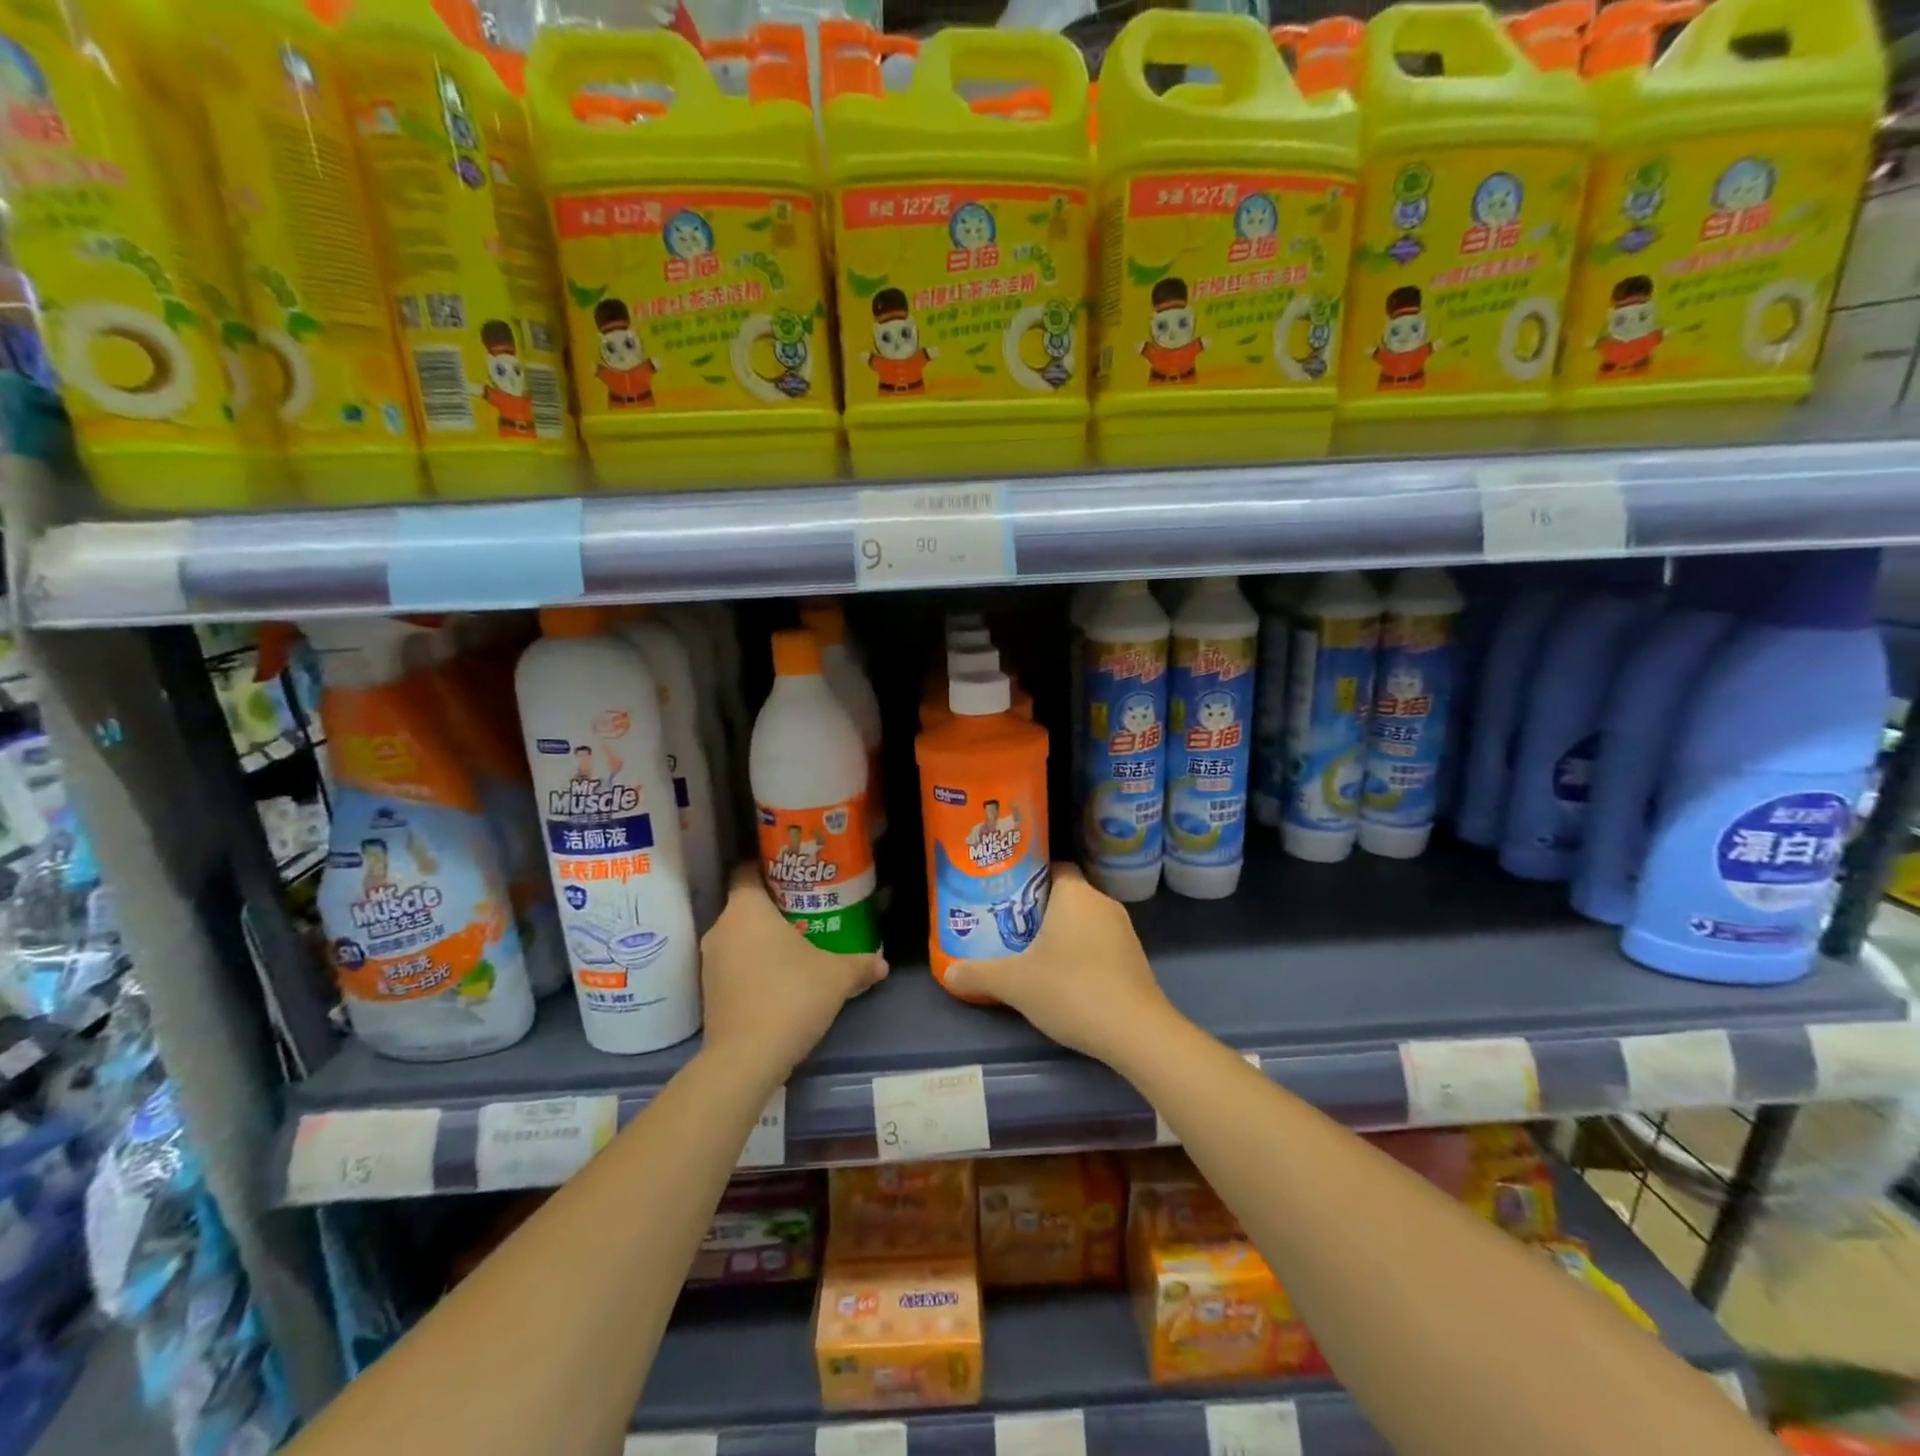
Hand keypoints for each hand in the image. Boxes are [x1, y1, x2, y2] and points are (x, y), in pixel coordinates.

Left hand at [700, 864, 887, 1079]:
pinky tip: (782, 978)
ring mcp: (710, 962)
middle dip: (775, 907)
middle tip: (808, 910)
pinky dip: (754, 965)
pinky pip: (735, 964)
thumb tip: (882, 963)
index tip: (797, 874)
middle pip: (746, 905)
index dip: (770, 868)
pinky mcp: (709, 992)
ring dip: (764, 939)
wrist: (745, 1059)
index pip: (748, 870)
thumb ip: (861, 963)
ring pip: (739, 937)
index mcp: (746, 908)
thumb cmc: (791, 996)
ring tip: (799, 944)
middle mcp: (721, 928)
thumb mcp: (837, 976)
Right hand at [943, 863, 1175, 1063]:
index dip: (1030, 876)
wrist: (1135, 1032)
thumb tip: (948, 971)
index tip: (1007, 894)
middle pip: (1067, 894)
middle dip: (1040, 909)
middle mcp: (1102, 903)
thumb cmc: (1071, 990)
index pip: (1054, 866)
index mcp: (1075, 894)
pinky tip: (1064, 978)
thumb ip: (979, 974)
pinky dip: (1082, 953)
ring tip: (1032, 953)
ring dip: (1063, 933)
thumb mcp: (1015, 983)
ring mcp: (1124, 931)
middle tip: (1010, 926)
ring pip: (1085, 920)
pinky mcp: (1135, 959)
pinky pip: (1101, 943)